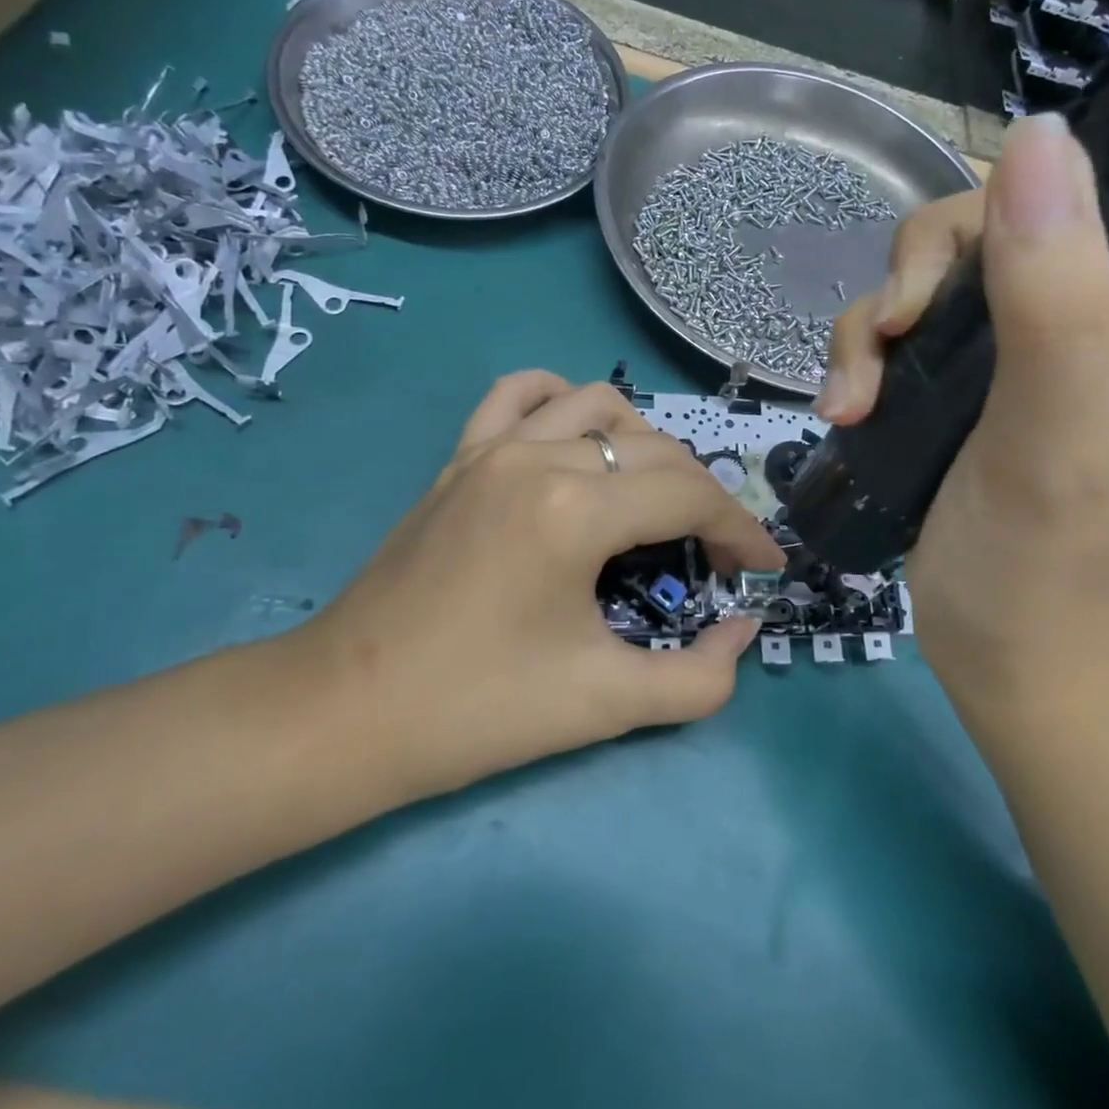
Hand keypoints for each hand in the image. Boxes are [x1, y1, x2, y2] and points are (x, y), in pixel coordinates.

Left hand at [294, 373, 783, 801]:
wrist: (343, 713)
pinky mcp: (458, 459)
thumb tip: (742, 630)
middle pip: (656, 452)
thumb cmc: (477, 712)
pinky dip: (562, 402)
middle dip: (704, 499)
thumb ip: (699, 677)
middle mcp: (538, 458)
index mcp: (576, 511)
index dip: (742, 532)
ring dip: (646, 444)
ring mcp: (490, 449)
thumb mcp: (607, 705)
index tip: (765, 570)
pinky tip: (576, 436)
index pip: (690, 498)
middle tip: (715, 555)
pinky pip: (520, 395)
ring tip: (655, 496)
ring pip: (597, 406)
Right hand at [818, 120, 1108, 685]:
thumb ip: (1057, 296)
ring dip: (886, 313)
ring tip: (855, 391)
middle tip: (903, 319)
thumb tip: (1037, 138)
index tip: (1088, 63)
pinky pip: (910, 318)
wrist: (985, 646)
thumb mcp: (1056, 432)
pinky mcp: (968, 371)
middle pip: (1031, 208)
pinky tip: (844, 405)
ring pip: (950, 263)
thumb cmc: (1042, 560)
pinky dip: (867, 350)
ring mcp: (1033, 341)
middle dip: (946, 250)